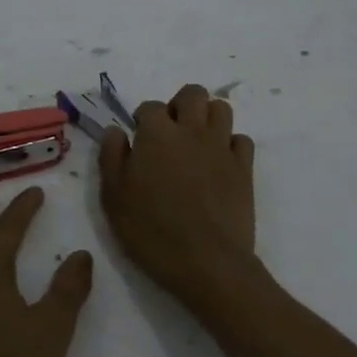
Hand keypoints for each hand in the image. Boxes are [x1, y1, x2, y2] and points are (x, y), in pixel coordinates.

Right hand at [99, 83, 257, 306]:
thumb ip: (111, 157)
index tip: (139, 140)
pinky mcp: (244, 168)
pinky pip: (241, 140)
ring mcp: (222, 147)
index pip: (150, 106)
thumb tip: (116, 130)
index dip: (143, 119)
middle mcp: (192, 131)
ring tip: (196, 142)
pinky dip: (230, 145)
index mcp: (157, 134)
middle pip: (193, 93)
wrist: (207, 263)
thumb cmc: (152, 231)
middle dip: (180, 105)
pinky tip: (219, 163)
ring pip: (221, 109)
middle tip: (170, 133)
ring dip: (208, 118)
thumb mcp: (114, 198)